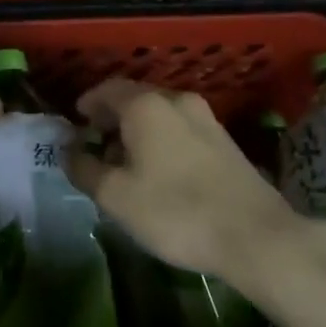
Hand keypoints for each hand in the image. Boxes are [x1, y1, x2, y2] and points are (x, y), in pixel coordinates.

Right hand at [67, 79, 306, 280]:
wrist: (256, 236)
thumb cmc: (176, 211)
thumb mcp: (116, 197)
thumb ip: (85, 169)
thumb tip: (69, 152)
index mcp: (146, 105)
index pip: (108, 90)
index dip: (88, 103)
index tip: (76, 122)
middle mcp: (177, 101)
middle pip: (135, 99)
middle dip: (112, 118)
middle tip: (96, 144)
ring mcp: (206, 119)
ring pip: (160, 114)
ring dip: (138, 130)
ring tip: (126, 162)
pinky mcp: (225, 141)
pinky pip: (181, 129)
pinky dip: (162, 140)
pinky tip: (159, 171)